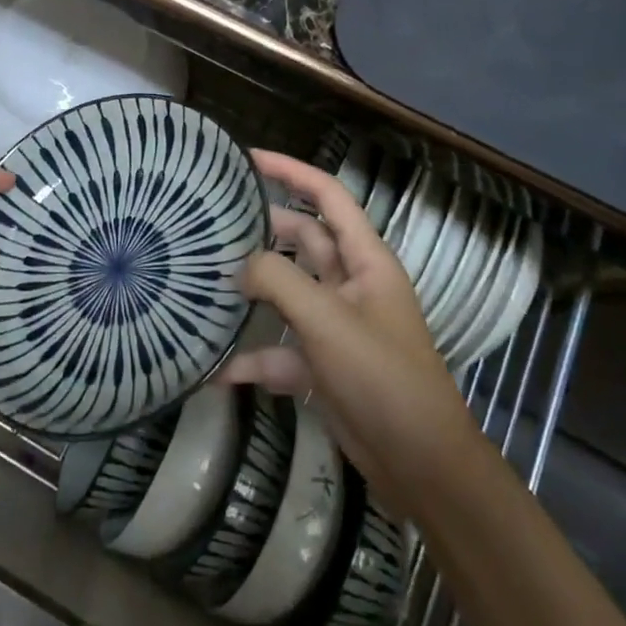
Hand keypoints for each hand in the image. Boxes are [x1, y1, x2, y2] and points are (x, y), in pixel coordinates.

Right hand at [221, 150, 475, 523]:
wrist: (421, 466)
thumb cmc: (382, 377)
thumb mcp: (327, 321)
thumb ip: (278, 282)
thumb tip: (240, 265)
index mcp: (365, 259)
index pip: (327, 195)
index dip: (291, 171)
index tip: (246, 159)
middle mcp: (351, 283)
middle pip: (302, 239)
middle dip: (263, 229)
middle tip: (214, 222)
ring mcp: (336, 325)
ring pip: (287, 291)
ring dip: (253, 290)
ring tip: (205, 280)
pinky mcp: (323, 364)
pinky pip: (281, 349)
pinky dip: (253, 357)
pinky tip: (215, 368)